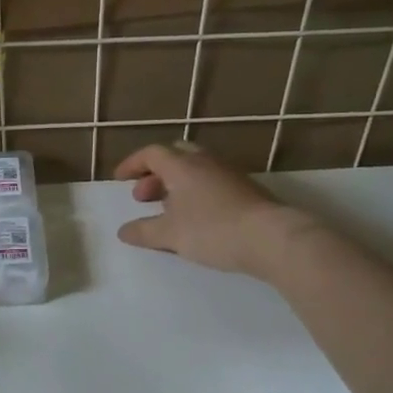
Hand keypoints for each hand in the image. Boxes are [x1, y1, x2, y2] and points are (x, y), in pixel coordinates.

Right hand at [115, 142, 315, 278]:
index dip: (133, 164)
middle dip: (156, 173)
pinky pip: (213, 181)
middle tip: (144, 196)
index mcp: (182, 166)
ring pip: (196, 168)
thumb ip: (144, 231)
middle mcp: (205, 162)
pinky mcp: (247, 189)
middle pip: (175, 155)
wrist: (272, 238)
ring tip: (169, 210)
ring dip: (177, 184)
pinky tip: (198, 217)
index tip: (120, 180)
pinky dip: (197, 192)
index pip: (151, 154)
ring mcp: (229, 173)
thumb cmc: (213, 230)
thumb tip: (123, 231)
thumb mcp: (171, 235)